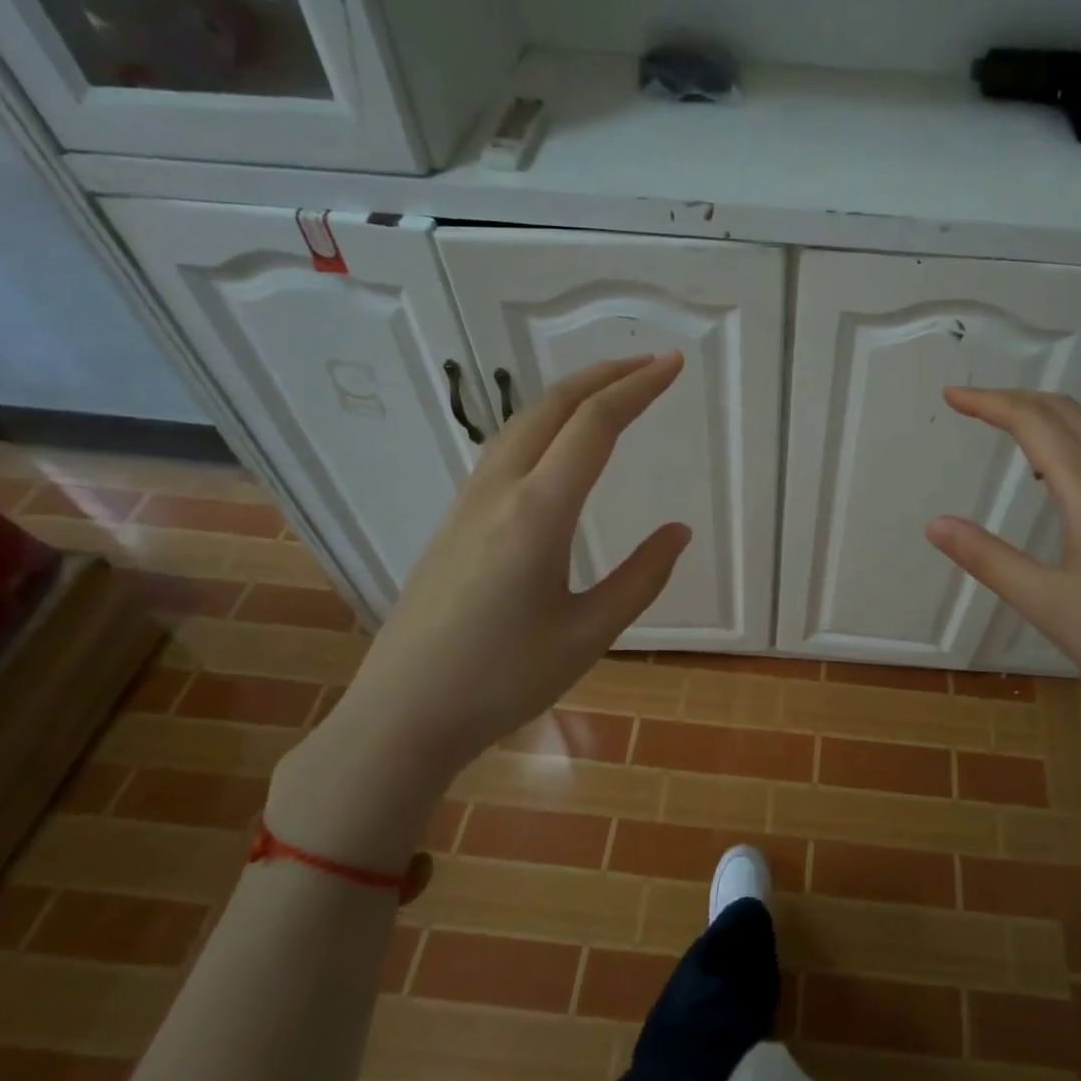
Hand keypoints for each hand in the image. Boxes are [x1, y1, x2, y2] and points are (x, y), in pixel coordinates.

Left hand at [265, 354, 691, 867]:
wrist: (402, 715)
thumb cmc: (502, 681)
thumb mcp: (589, 635)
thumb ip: (640, 578)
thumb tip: (678, 531)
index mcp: (538, 514)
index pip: (595, 427)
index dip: (638, 388)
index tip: (673, 366)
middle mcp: (498, 492)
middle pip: (552, 408)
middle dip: (603, 376)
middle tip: (649, 365)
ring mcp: (467, 504)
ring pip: (521, 425)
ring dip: (569, 397)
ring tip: (609, 393)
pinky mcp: (453, 522)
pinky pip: (503, 451)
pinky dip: (542, 425)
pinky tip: (556, 447)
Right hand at [923, 387, 1080, 734]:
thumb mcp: (1045, 602)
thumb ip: (987, 559)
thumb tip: (934, 524)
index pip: (1033, 423)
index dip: (989, 403)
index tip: (951, 395)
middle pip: (1066, 412)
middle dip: (1015, 399)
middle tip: (971, 404)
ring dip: (1048, 411)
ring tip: (1011, 422)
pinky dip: (1074, 433)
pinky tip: (1063, 467)